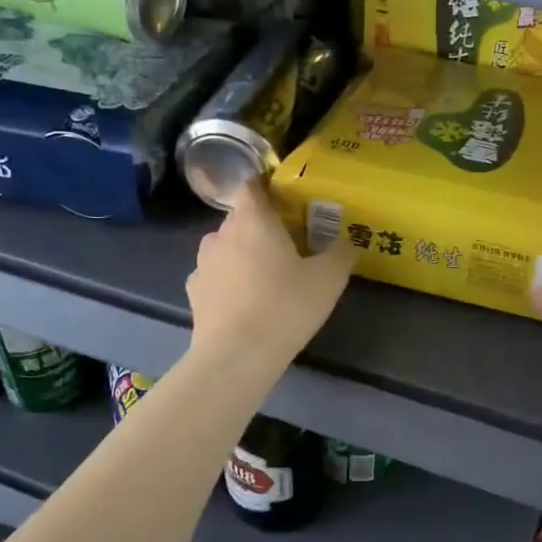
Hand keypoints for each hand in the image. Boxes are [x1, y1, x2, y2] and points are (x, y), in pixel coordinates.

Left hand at [187, 180, 353, 372]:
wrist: (236, 356)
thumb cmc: (285, 306)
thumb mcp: (329, 279)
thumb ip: (341, 253)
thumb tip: (347, 240)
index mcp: (253, 220)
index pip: (252, 185)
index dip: (267, 186)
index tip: (286, 199)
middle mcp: (221, 233)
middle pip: (241, 217)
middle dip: (262, 225)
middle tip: (288, 245)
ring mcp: (203, 263)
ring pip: (226, 246)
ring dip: (243, 253)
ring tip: (266, 277)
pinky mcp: (194, 292)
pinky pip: (215, 275)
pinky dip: (229, 280)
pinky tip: (245, 301)